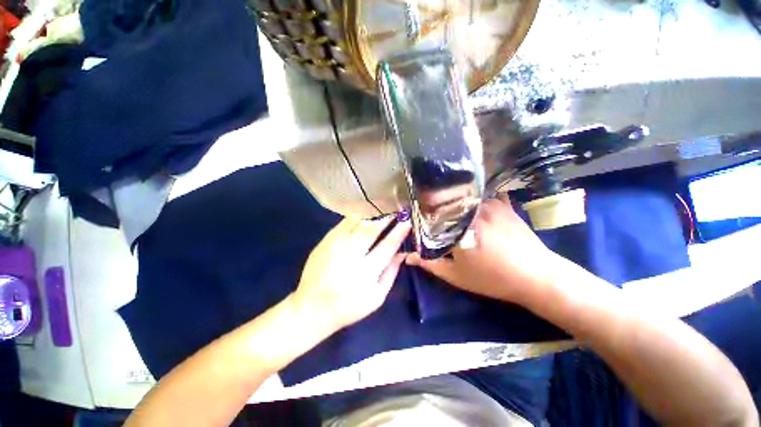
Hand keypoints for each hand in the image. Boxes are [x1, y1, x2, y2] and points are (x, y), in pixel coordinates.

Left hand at [292, 216, 410, 330]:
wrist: (312, 306)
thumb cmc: (349, 306)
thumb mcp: (376, 297)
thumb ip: (391, 273)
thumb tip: (402, 253)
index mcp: (365, 273)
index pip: (387, 247)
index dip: (398, 233)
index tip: (407, 223)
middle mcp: (350, 256)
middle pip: (371, 230)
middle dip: (385, 220)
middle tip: (394, 214)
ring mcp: (335, 246)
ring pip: (356, 223)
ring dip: (371, 217)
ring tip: (380, 215)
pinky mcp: (325, 242)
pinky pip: (343, 223)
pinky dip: (355, 218)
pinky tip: (362, 218)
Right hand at [406, 198, 560, 304]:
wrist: (537, 276)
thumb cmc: (492, 279)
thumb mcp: (457, 275)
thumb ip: (430, 263)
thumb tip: (408, 256)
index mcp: (457, 228)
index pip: (430, 214)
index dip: (422, 217)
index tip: (420, 222)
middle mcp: (471, 211)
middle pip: (445, 202)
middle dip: (437, 209)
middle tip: (437, 220)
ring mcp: (488, 204)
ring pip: (463, 199)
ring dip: (456, 205)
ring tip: (455, 215)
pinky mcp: (502, 204)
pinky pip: (481, 197)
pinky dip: (474, 201)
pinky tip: (474, 210)